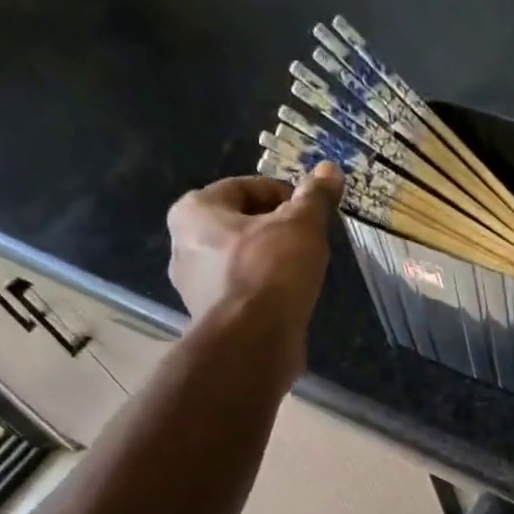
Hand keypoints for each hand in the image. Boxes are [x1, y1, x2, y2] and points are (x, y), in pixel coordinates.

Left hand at [166, 162, 342, 342]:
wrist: (253, 343)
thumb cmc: (271, 271)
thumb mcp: (302, 225)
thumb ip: (315, 197)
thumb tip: (330, 169)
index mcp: (195, 211)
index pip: (245, 187)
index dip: (284, 195)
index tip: (311, 211)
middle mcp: (184, 245)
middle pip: (240, 225)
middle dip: (275, 229)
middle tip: (309, 241)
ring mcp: (194, 286)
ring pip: (241, 260)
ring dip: (270, 262)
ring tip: (303, 272)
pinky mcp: (211, 318)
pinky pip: (242, 292)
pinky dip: (264, 291)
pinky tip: (289, 300)